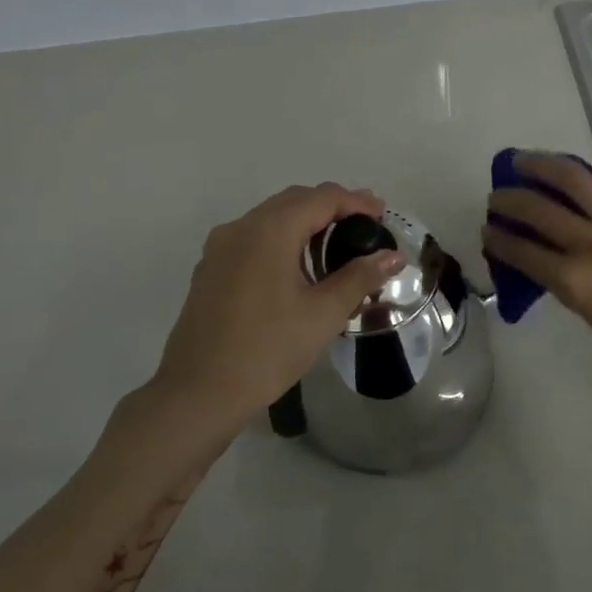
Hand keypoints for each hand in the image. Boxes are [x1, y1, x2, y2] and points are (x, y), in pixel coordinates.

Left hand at [154, 183, 403, 431]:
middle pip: (293, 201)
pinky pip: (253, 239)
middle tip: (365, 225)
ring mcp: (220, 249)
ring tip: (337, 245)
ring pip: (270, 219)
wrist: (199, 392)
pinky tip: (298, 268)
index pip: (321, 198)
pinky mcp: (210, 270)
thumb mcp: (323, 314)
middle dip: (331, 207)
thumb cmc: (268, 349)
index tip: (382, 212)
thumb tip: (393, 256)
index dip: (355, 201)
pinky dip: (282, 240)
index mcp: (269, 231)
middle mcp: (240, 228)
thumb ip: (360, 277)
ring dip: (305, 223)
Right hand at [484, 154, 591, 402]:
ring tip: (526, 161)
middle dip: (509, 200)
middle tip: (498, 196)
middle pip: (539, 210)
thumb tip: (554, 261)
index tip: (487, 230)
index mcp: (576, 282)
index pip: (523, 251)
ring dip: (542, 166)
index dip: (499, 239)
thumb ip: (572, 285)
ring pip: (576, 179)